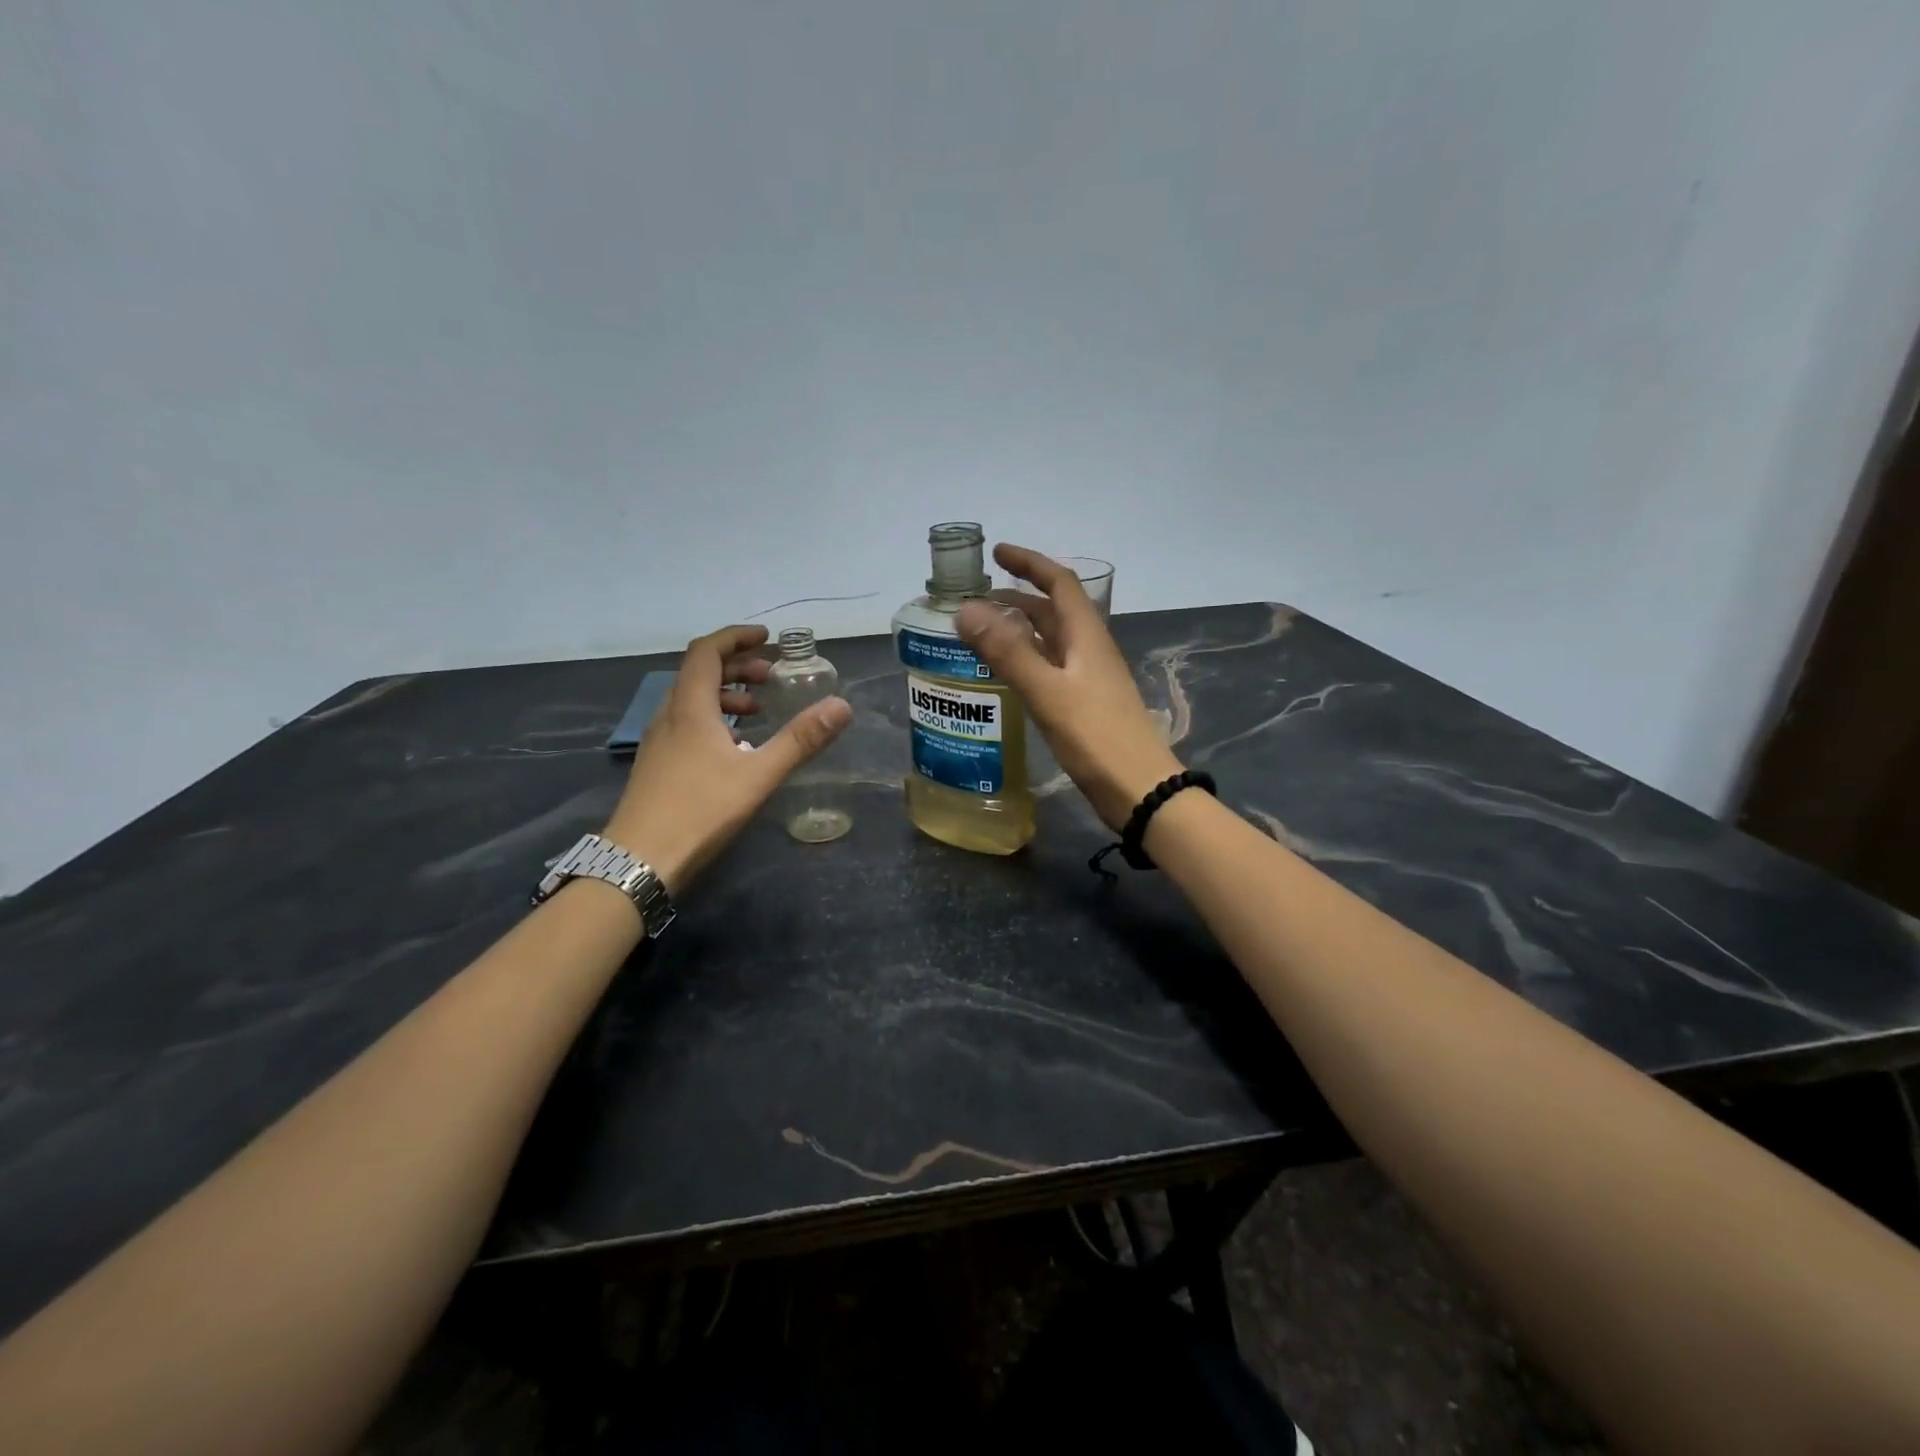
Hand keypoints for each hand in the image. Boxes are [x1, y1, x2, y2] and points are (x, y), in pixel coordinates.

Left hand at [604, 625, 851, 893]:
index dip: (736, 638)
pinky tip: (734, 747)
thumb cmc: (700, 811)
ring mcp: (659, 741)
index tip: (766, 638)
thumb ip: (800, 739)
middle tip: (769, 676)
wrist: (639, 860)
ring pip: (691, 700)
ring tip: (757, 710)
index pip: (706, 651)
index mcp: (690, 708)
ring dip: (725, 694)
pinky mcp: (657, 765)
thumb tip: (842, 706)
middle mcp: (669, 715)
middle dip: (736, 666)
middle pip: (698, 672)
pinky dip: (713, 718)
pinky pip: (686, 723)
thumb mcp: (759, 774)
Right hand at [956, 544, 1180, 829]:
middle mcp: (1089, 649)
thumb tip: (965, 609)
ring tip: (981, 630)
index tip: (996, 553)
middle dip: (1017, 596)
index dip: (1029, 563)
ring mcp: (1088, 677)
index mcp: (1086, 636)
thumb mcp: (1048, 692)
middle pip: (1053, 610)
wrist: (1139, 788)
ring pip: (1050, 640)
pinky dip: (1024, 659)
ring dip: (1019, 628)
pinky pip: (1049, 667)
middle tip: (976, 597)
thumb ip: (1007, 651)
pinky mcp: (1084, 703)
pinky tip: (1004, 673)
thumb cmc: (1096, 737)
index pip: (1059, 583)